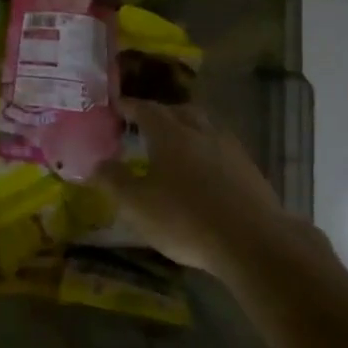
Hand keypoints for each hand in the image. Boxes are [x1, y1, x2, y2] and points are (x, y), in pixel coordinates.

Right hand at [92, 100, 297, 274]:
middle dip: (160, 114)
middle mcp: (200, 131)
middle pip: (179, 111)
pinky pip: (222, 148)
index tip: (116, 106)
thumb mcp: (137, 205)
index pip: (146, 109)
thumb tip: (96, 163)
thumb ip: (114, 181)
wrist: (252, 241)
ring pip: (204, 127)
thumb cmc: (185, 219)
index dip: (129, 106)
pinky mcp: (249, 169)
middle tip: (145, 125)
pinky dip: (207, 150)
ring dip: (187, 129)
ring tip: (175, 144)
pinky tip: (204, 170)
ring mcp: (229, 148)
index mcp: (170, 133)